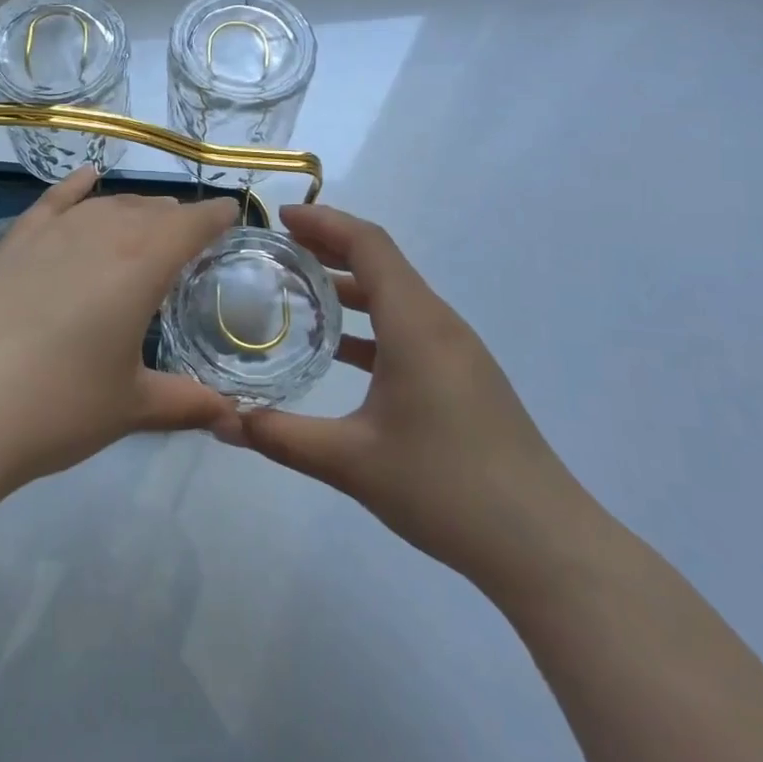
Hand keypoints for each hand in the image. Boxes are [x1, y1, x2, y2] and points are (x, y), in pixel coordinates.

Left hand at [0, 167, 240, 496]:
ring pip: (104, 205)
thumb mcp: (129, 408)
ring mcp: (48, 236)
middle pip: (148, 210)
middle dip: (176, 218)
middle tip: (191, 237)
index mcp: (139, 265)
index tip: (232, 216)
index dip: (216, 217)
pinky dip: (73, 188)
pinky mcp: (9, 245)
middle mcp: (98, 235)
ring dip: (133, 208)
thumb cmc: (55, 408)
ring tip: (148, 219)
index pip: (190, 225)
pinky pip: (51, 203)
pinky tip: (86, 177)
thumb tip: (233, 419)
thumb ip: (186, 403)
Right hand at [234, 204, 597, 598]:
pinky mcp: (462, 377)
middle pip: (382, 263)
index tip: (281, 218)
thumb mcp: (351, 462)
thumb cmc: (445, 489)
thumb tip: (220, 424)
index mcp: (416, 325)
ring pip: (396, 297)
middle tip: (277, 249)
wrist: (542, 544)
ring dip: (349, 286)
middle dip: (330, 248)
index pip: (369, 245)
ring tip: (298, 291)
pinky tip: (339, 350)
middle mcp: (439, 324)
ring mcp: (456, 351)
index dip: (324, 222)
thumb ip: (281, 437)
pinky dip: (370, 323)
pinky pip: (408, 328)